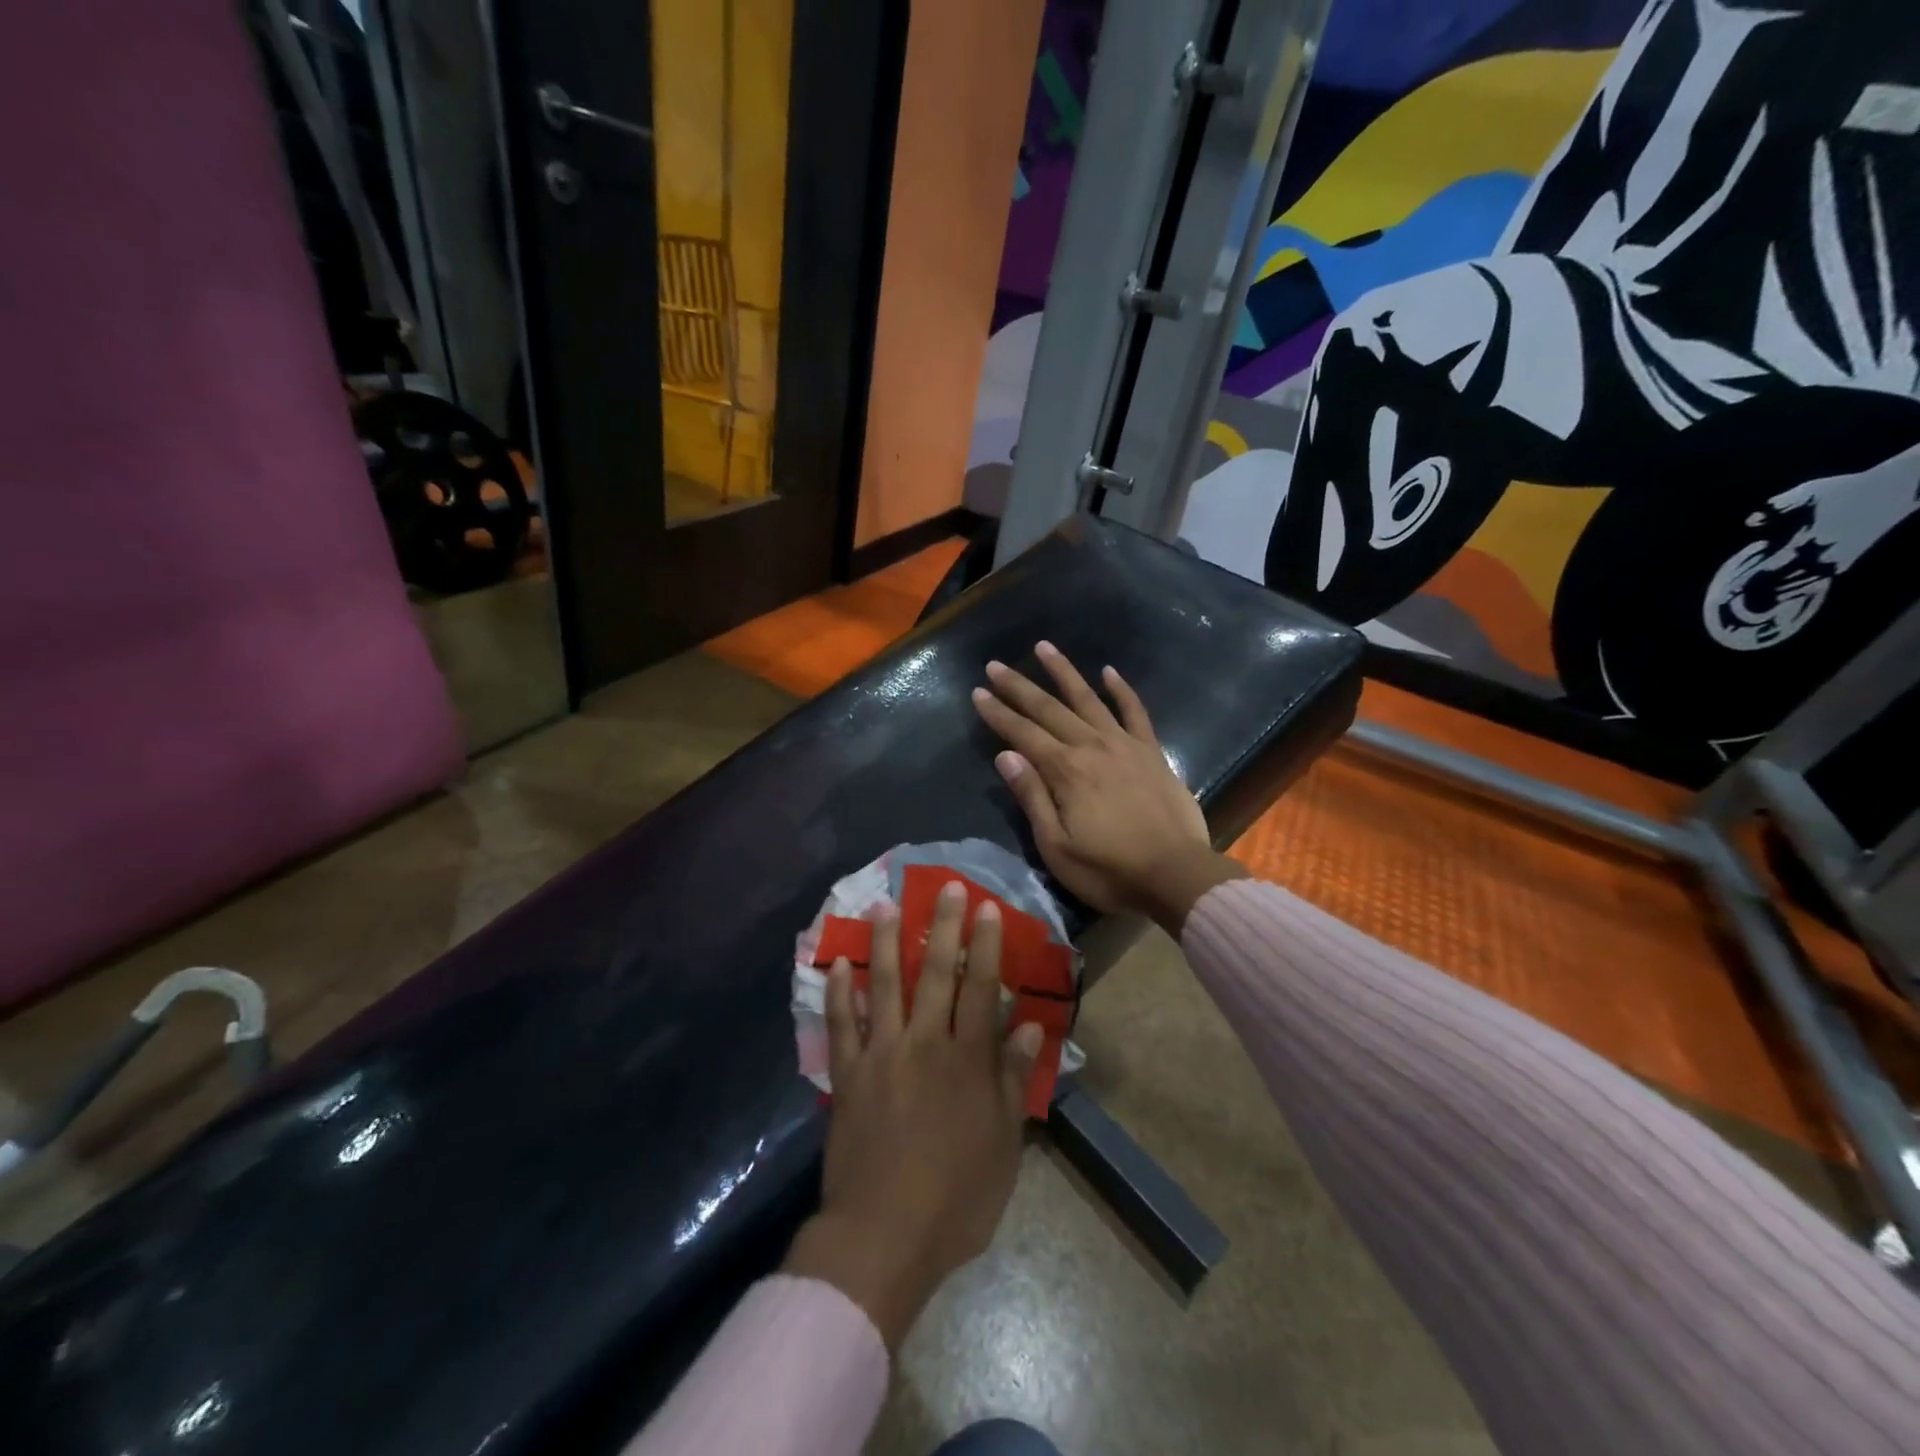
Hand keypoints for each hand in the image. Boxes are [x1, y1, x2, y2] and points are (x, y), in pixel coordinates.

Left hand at [784, 882, 1041, 1348]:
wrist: (884, 1237)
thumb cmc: (957, 1197)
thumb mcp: (1003, 1143)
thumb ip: (1012, 1077)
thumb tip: (1029, 1024)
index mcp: (967, 1060)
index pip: (981, 988)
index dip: (986, 945)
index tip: (987, 908)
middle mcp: (925, 1044)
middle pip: (936, 973)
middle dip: (943, 926)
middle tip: (946, 887)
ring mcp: (881, 1055)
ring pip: (884, 984)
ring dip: (886, 941)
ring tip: (886, 904)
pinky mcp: (847, 1074)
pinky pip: (841, 1023)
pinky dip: (838, 991)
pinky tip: (838, 961)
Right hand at [971, 641, 1243, 934]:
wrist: (1177, 875)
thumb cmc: (1110, 870)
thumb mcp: (1057, 846)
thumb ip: (1032, 798)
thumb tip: (1006, 755)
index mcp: (1066, 771)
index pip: (1023, 734)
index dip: (998, 713)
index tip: (978, 692)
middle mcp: (1092, 746)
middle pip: (1049, 709)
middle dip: (1019, 687)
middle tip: (995, 666)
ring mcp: (1125, 745)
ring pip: (1088, 699)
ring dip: (1064, 672)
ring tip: (1043, 647)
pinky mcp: (1151, 752)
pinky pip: (1135, 712)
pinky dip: (1121, 690)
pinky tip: (1109, 671)